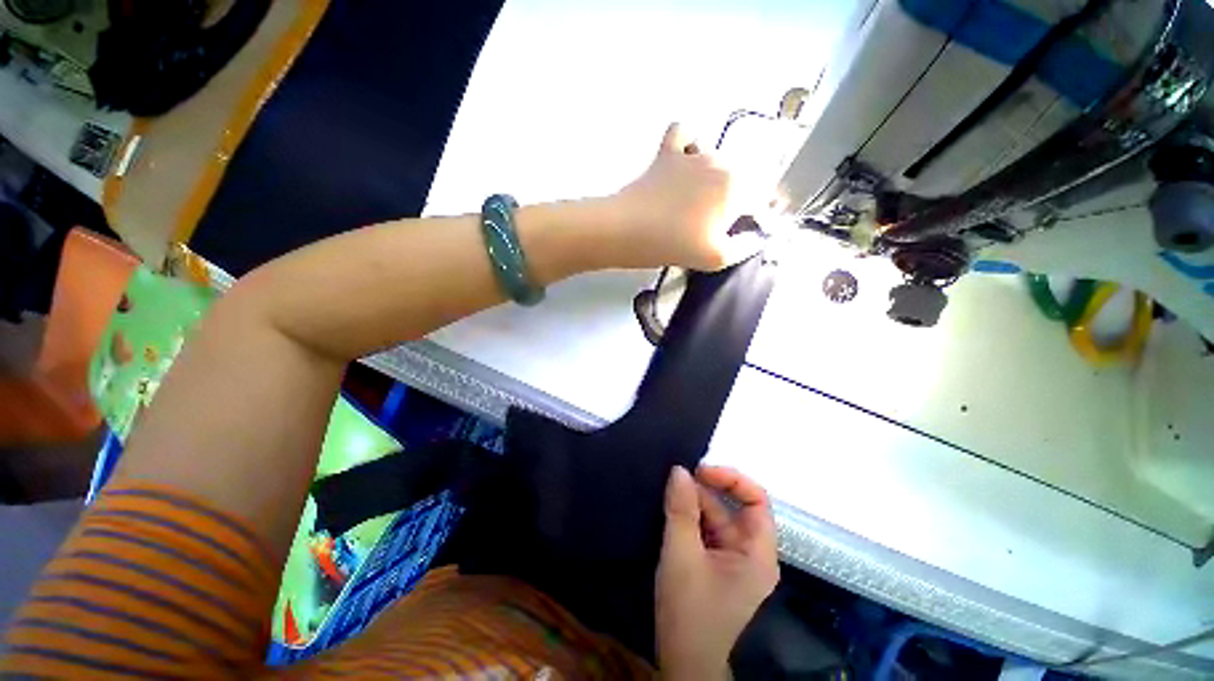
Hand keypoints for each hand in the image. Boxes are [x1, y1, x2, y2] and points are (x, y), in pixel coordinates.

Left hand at [611, 124, 763, 270]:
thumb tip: (755, 236)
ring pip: (714, 160)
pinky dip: (688, 144)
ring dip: (710, 180)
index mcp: (737, 185)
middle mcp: (720, 162)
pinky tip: (682, 162)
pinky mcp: (666, 153)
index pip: (759, 197)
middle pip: (737, 180)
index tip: (737, 233)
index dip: (752, 217)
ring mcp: (692, 153)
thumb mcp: (716, 258)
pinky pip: (685, 133)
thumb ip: (744, 246)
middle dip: (730, 202)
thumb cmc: (674, 245)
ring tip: (691, 206)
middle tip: (708, 228)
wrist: (626, 230)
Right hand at [655, 465, 779, 679]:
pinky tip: (671, 509)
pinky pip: (705, 529)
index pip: (757, 501)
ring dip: (693, 503)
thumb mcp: (681, 555)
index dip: (732, 480)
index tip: (700, 472)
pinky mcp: (716, 562)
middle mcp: (750, 552)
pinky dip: (689, 517)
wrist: (681, 661)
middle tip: (675, 480)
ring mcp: (732, 558)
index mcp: (757, 553)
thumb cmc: (689, 611)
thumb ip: (681, 510)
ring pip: (716, 516)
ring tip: (667, 493)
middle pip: (732, 507)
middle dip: (705, 491)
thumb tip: (679, 470)